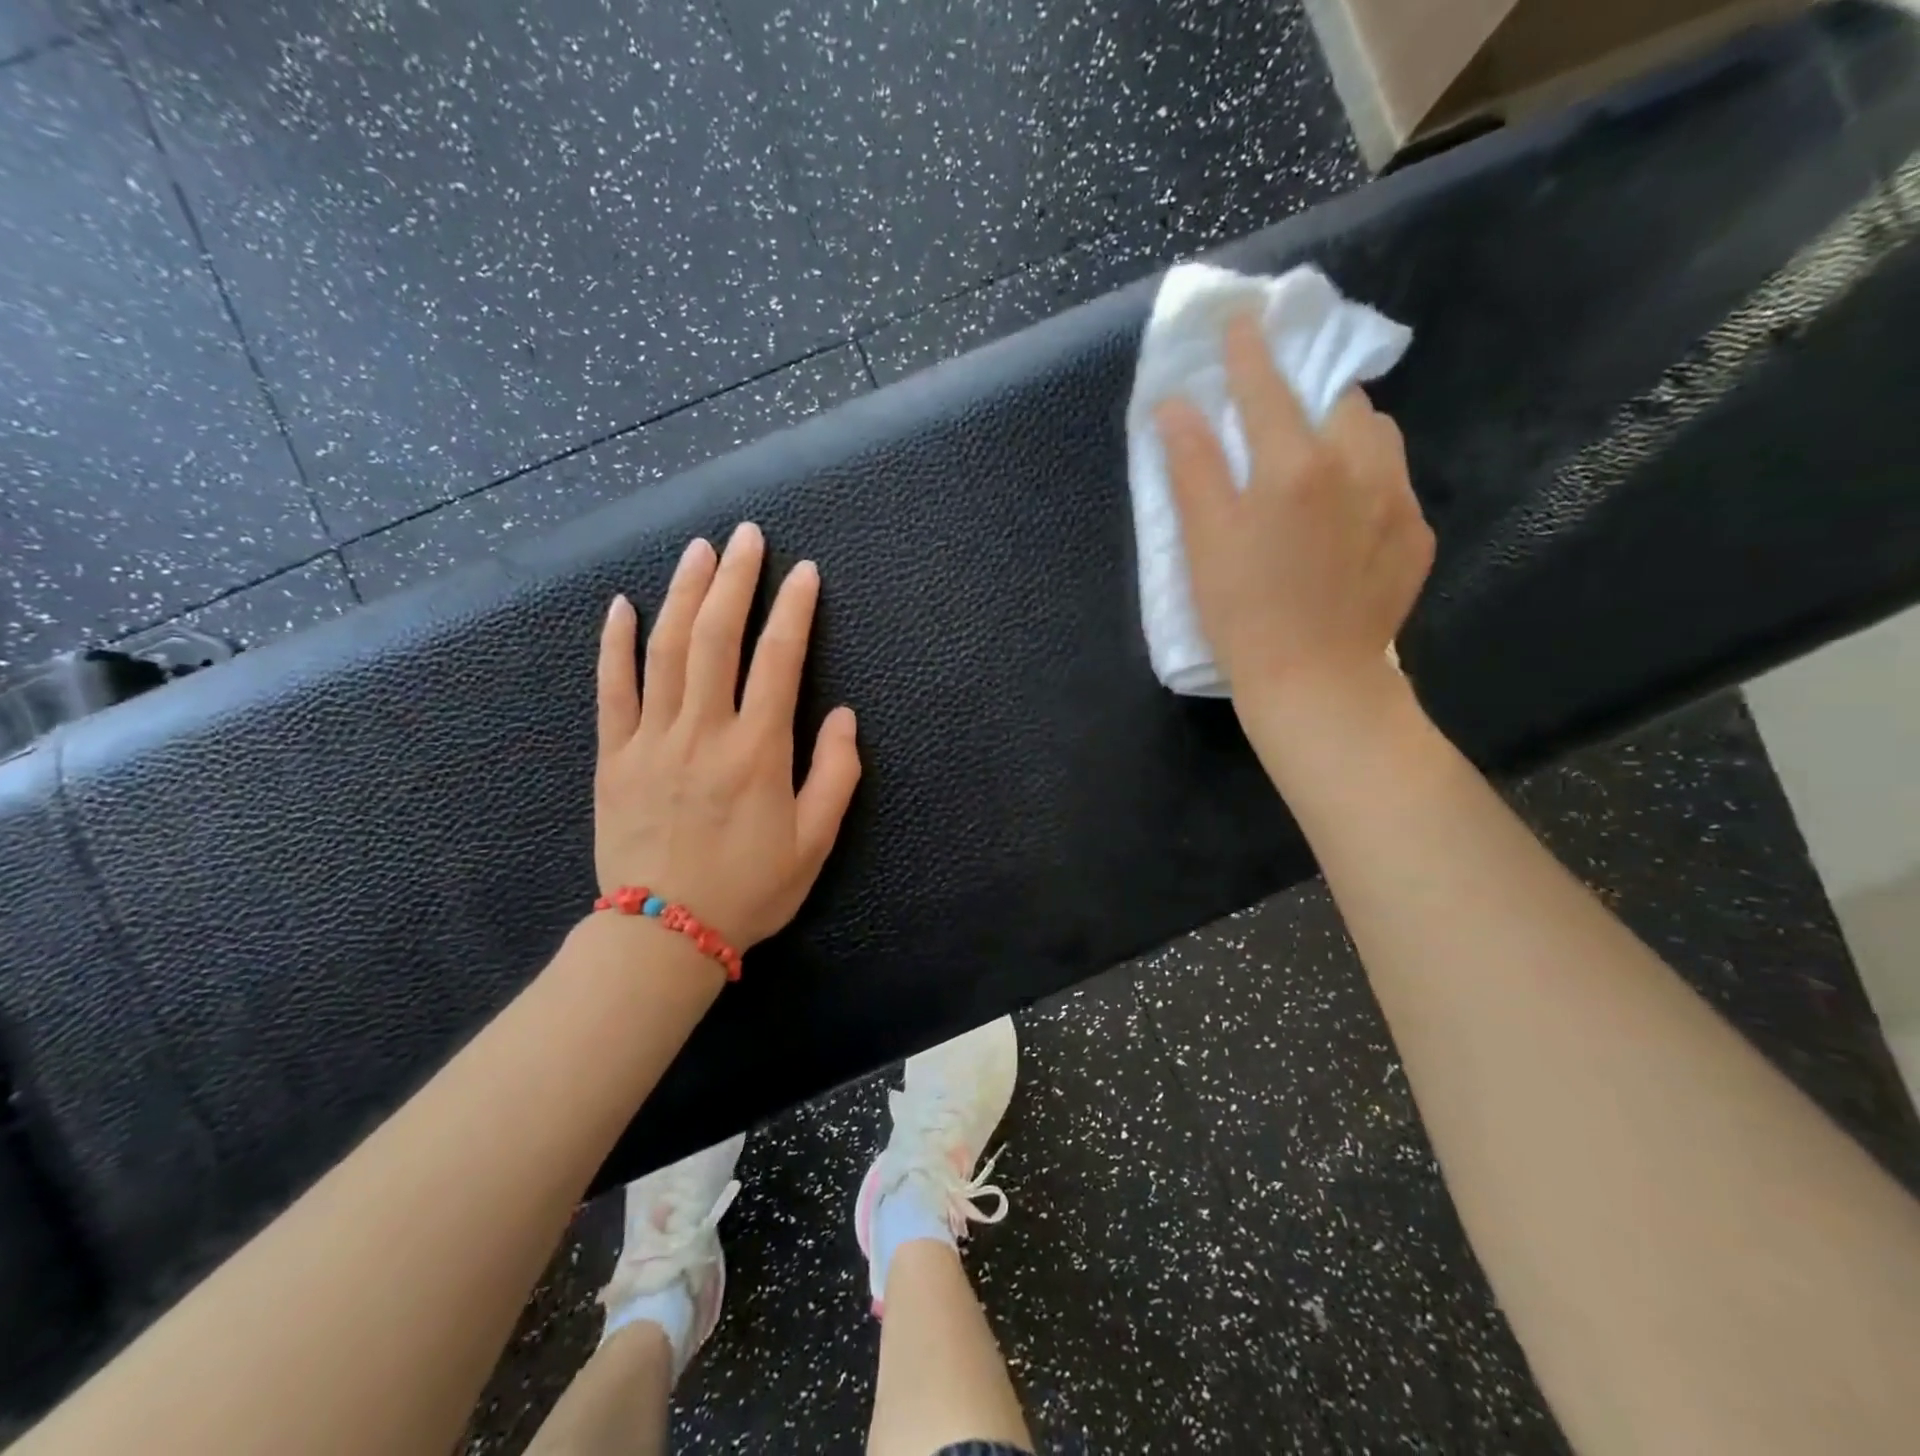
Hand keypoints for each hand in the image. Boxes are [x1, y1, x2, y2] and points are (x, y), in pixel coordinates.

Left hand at [593, 522, 860, 949]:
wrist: (663, 935)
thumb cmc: (750, 889)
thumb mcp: (815, 841)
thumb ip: (835, 774)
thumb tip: (842, 716)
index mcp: (758, 750)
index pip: (779, 659)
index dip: (794, 609)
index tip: (804, 572)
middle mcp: (704, 731)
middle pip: (717, 636)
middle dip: (735, 579)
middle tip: (746, 535)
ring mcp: (652, 739)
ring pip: (666, 649)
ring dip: (683, 592)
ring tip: (697, 550)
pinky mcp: (614, 756)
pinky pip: (611, 689)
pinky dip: (615, 643)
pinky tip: (623, 605)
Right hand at [1155, 312, 1432, 724]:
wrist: (1316, 682)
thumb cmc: (1243, 615)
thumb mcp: (1203, 542)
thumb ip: (1192, 466)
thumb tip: (1175, 406)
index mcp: (1293, 466)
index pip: (1267, 386)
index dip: (1249, 351)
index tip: (1243, 320)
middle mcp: (1355, 466)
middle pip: (1340, 400)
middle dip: (1311, 394)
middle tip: (1283, 420)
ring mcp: (1396, 499)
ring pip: (1378, 435)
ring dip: (1347, 432)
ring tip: (1319, 467)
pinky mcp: (1416, 534)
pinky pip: (1395, 483)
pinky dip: (1368, 480)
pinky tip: (1345, 521)